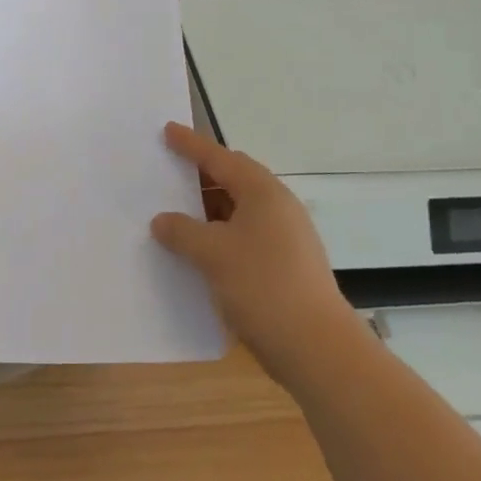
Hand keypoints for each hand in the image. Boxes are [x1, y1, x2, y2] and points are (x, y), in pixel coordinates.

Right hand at [151, 122, 360, 384]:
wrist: (318, 350)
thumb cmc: (263, 286)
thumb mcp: (212, 254)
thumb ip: (182, 231)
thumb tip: (162, 220)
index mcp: (262, 192)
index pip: (220, 157)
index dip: (191, 144)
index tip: (168, 130)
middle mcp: (278, 207)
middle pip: (233, 180)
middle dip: (201, 176)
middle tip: (169, 173)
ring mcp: (287, 238)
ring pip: (239, 211)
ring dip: (209, 211)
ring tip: (177, 216)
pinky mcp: (287, 266)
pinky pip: (246, 237)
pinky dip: (221, 236)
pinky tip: (200, 253)